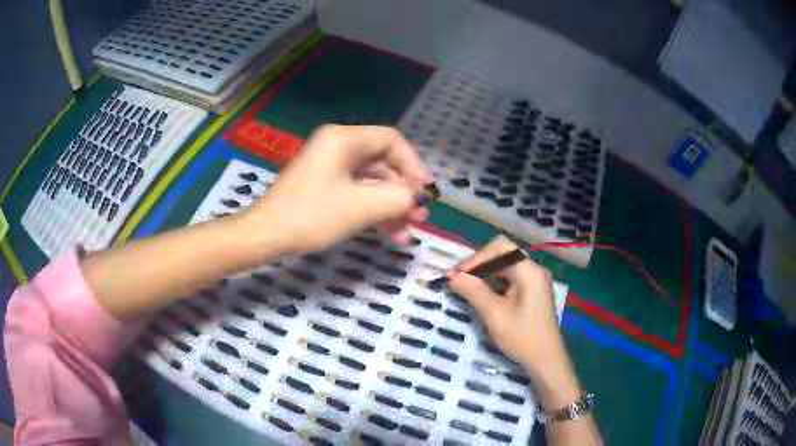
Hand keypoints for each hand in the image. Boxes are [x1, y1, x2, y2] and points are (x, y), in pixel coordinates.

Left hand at [248, 125, 428, 254]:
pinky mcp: (324, 186)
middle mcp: (337, 147)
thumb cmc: (311, 216)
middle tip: (419, 216)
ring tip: (406, 232)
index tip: (424, 191)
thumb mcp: (361, 207)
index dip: (413, 165)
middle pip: (383, 163)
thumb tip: (417, 196)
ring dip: (390, 206)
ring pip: (371, 182)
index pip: (392, 140)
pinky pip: (356, 193)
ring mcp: (329, 167)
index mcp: (344, 139)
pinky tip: (389, 233)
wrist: (266, 236)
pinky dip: (373, 211)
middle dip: (402, 192)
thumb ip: (398, 197)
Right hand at [447, 236, 565, 376]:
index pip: (500, 249)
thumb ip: (473, 291)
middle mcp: (534, 270)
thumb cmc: (522, 337)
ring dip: (484, 275)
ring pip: (504, 267)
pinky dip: (493, 284)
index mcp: (529, 271)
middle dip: (478, 266)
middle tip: (456, 281)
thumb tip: (453, 277)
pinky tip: (480, 295)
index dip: (476, 258)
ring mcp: (534, 281)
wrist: (545, 360)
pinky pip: (509, 279)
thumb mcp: (495, 315)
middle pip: (502, 255)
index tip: (455, 275)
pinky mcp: (531, 291)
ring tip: (464, 288)